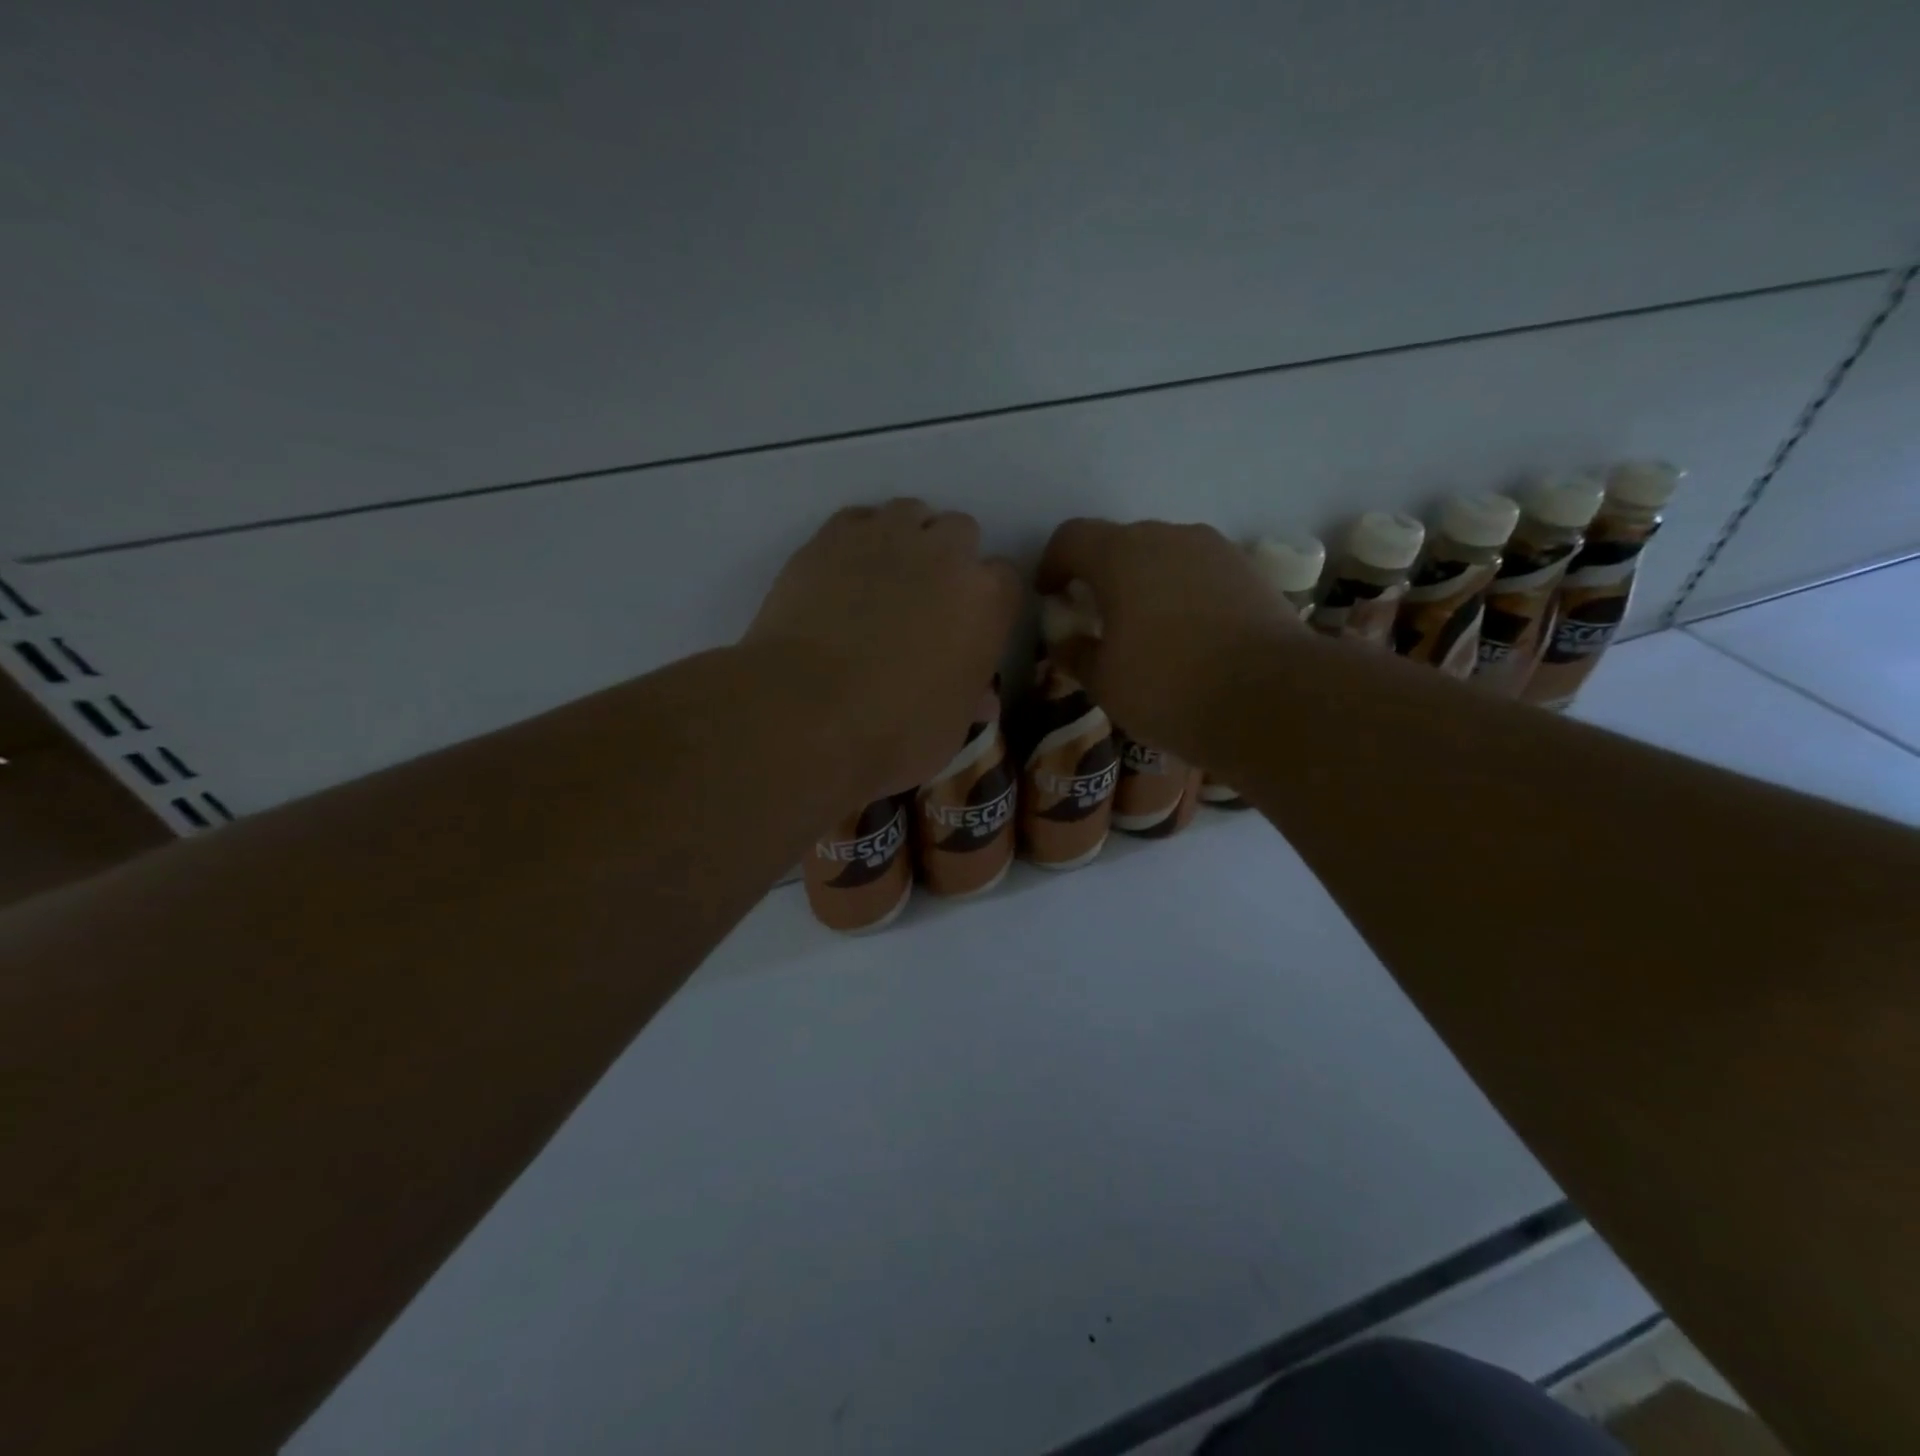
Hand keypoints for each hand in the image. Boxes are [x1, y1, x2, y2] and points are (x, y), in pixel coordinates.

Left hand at [747, 499, 1021, 799]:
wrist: (805, 713)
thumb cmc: (893, 734)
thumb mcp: (949, 731)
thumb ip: (968, 699)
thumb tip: (979, 696)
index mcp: (986, 601)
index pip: (1007, 580)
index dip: (989, 603)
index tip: (972, 627)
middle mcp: (945, 554)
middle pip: (961, 532)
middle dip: (950, 560)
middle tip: (926, 602)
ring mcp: (885, 537)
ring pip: (910, 513)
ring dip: (907, 539)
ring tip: (885, 579)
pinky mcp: (830, 537)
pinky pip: (857, 519)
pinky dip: (858, 539)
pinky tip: (845, 573)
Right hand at [1036, 517, 1297, 763]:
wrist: (1272, 698)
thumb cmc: (1169, 688)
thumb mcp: (1104, 682)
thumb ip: (1075, 653)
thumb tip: (1066, 641)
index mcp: (1121, 555)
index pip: (1071, 537)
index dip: (1052, 564)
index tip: (1050, 597)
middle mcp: (1168, 537)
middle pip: (1119, 543)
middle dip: (1100, 575)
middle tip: (1096, 618)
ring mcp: (1215, 551)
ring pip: (1164, 556)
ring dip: (1144, 583)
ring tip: (1145, 630)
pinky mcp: (1250, 572)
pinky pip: (1199, 573)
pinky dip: (1182, 593)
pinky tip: (1188, 635)